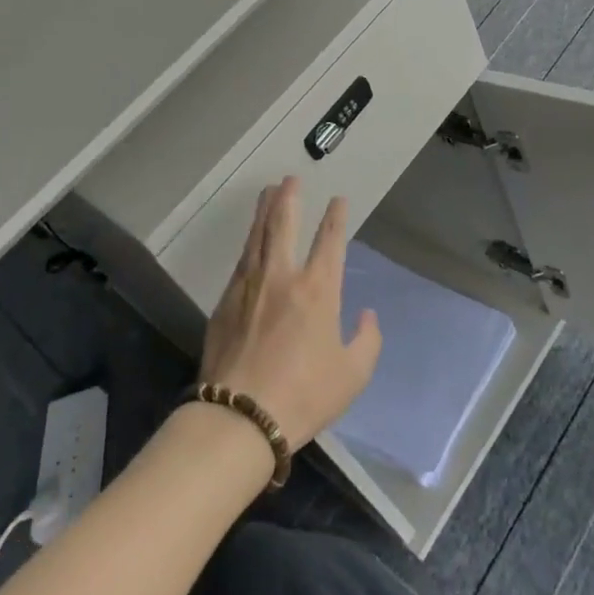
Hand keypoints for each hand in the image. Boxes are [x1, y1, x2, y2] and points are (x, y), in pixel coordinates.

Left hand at [199, 177, 381, 450]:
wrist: (240, 415)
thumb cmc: (304, 395)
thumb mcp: (352, 375)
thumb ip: (367, 340)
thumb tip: (367, 315)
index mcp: (318, 289)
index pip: (329, 240)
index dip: (336, 217)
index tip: (339, 200)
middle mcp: (282, 276)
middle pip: (284, 223)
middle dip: (290, 197)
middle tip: (290, 179)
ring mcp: (250, 285)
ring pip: (258, 235)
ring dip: (264, 210)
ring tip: (268, 192)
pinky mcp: (226, 300)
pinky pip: (241, 260)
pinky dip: (249, 243)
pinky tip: (250, 240)